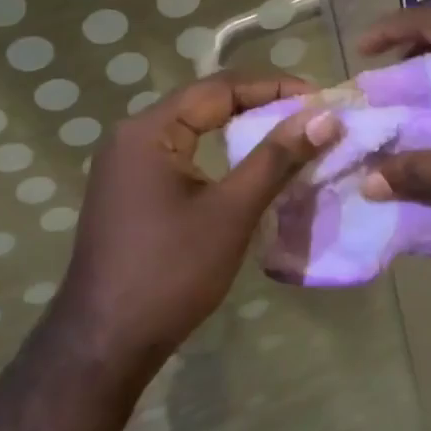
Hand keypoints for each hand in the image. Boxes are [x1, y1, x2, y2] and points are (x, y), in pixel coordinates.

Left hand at [54, 72, 339, 370]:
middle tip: (309, 117)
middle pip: (205, 104)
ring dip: (241, 131)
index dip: (274, 87)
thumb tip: (324, 117)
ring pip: (195, 132)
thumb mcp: (231, 210)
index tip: (319, 99)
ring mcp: (127, 166)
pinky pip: (183, 157)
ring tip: (289, 138)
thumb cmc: (171, 271)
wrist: (106, 343)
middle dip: (260, 106)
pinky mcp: (131, 192)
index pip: (219, 88)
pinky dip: (220, 156)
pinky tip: (249, 170)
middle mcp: (132, 136)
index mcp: (149, 130)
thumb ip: (277, 158)